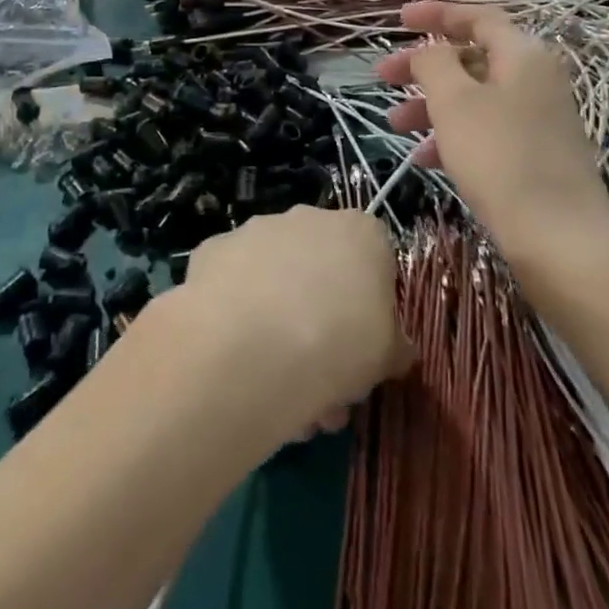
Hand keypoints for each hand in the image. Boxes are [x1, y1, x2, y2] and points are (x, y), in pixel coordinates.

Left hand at [175, 206, 412, 435]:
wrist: (251, 348)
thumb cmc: (338, 345)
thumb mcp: (387, 357)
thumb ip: (393, 345)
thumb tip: (394, 349)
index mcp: (361, 232)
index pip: (375, 260)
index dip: (371, 306)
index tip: (364, 346)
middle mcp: (308, 219)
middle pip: (322, 270)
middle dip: (323, 322)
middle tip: (322, 382)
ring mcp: (256, 230)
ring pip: (276, 280)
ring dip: (280, 323)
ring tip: (277, 389)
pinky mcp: (214, 250)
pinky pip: (234, 284)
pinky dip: (238, 313)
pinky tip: (237, 359)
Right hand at [375, 2, 608, 251]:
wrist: (561, 240)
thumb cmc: (501, 158)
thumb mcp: (455, 101)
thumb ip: (434, 62)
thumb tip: (431, 51)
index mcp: (522, 55)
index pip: (478, 17)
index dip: (436, 14)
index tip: (399, 20)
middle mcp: (536, 79)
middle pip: (472, 58)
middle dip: (424, 66)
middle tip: (383, 76)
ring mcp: (538, 119)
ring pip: (474, 98)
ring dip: (431, 105)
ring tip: (395, 124)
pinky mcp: (536, 155)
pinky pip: (486, 130)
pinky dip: (453, 135)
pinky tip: (423, 159)